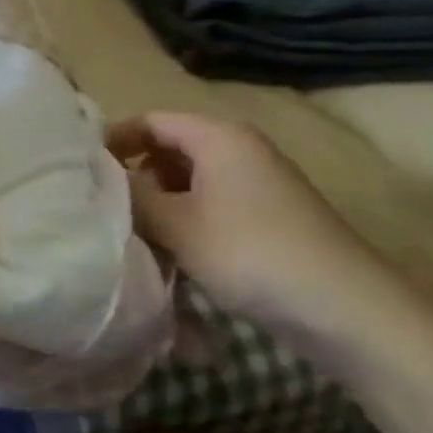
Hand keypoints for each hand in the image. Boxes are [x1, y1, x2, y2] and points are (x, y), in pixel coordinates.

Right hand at [108, 112, 409, 362]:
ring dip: (162, 205)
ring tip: (138, 237)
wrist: (349, 310)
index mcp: (218, 136)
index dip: (115, 140)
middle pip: (171, 150)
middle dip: (138, 177)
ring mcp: (260, 184)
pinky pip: (215, 206)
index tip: (83, 170)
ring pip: (192, 182)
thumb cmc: (252, 253)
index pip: (151, 121)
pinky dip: (190, 223)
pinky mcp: (272, 217)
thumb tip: (104, 179)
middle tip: (107, 208)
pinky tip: (177, 257)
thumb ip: (134, 196)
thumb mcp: (178, 225)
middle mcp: (240, 150)